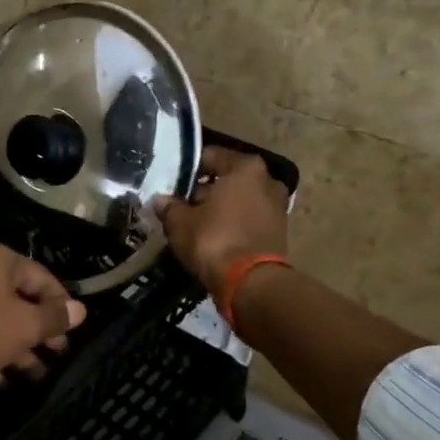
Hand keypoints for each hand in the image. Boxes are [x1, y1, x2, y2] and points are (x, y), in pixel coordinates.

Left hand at [0, 240, 88, 385]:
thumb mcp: (24, 326)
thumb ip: (54, 318)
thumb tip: (80, 310)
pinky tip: (1, 379)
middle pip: (17, 297)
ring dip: (17, 346)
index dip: (62, 305)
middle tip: (56, 355)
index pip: (42, 276)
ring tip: (35, 375)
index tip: (72, 333)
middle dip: (39, 330)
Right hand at [157, 145, 289, 297]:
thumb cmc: (214, 240)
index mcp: (245, 167)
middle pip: (227, 179)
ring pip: (239, 200)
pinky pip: (248, 220)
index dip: (187, 170)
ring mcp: (277, 206)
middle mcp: (267, 180)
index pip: (209, 156)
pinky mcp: (279, 231)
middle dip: (204, 191)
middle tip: (180, 206)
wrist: (251, 283)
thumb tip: (160, 200)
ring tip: (195, 224)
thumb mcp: (180, 222)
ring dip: (219, 209)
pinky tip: (214, 238)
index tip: (171, 185)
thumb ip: (169, 206)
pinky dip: (233, 224)